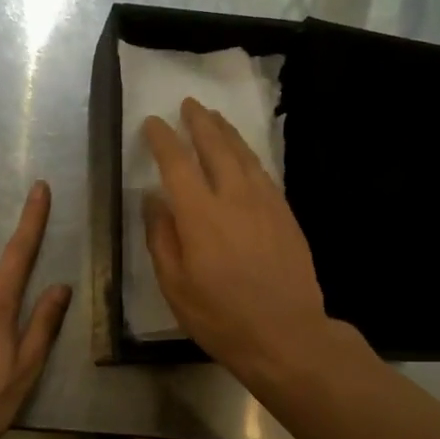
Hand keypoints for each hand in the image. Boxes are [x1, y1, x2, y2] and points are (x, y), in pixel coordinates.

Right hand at [142, 97, 333, 381]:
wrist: (286, 334)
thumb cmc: (221, 317)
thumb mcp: (175, 286)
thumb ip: (161, 238)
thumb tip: (153, 199)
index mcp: (200, 216)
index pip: (177, 163)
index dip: (163, 139)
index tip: (153, 123)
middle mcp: (234, 198)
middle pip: (216, 147)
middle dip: (200, 122)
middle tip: (189, 104)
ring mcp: (266, 204)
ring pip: (244, 155)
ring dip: (227, 133)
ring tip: (215, 118)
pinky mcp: (286, 214)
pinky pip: (264, 173)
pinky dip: (250, 156)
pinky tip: (245, 156)